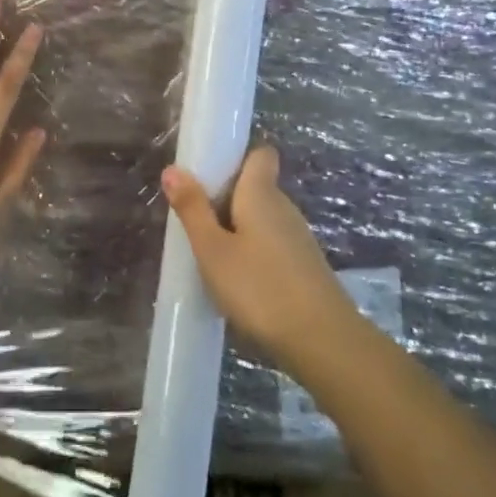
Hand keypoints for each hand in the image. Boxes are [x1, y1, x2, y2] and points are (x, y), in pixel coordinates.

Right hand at [161, 146, 354, 366]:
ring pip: (262, 219)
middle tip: (194, 219)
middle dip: (226, 198)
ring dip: (237, 228)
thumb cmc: (260, 287)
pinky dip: (253, 253)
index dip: (238, 156)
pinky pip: (271, 245)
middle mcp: (284, 207)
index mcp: (262, 193)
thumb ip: (192, 209)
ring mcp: (298, 238)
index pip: (261, 154)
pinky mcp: (304, 267)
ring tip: (209, 253)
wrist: (322, 342)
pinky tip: (236, 281)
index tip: (210, 172)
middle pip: (255, 187)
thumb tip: (172, 168)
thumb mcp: (213, 250)